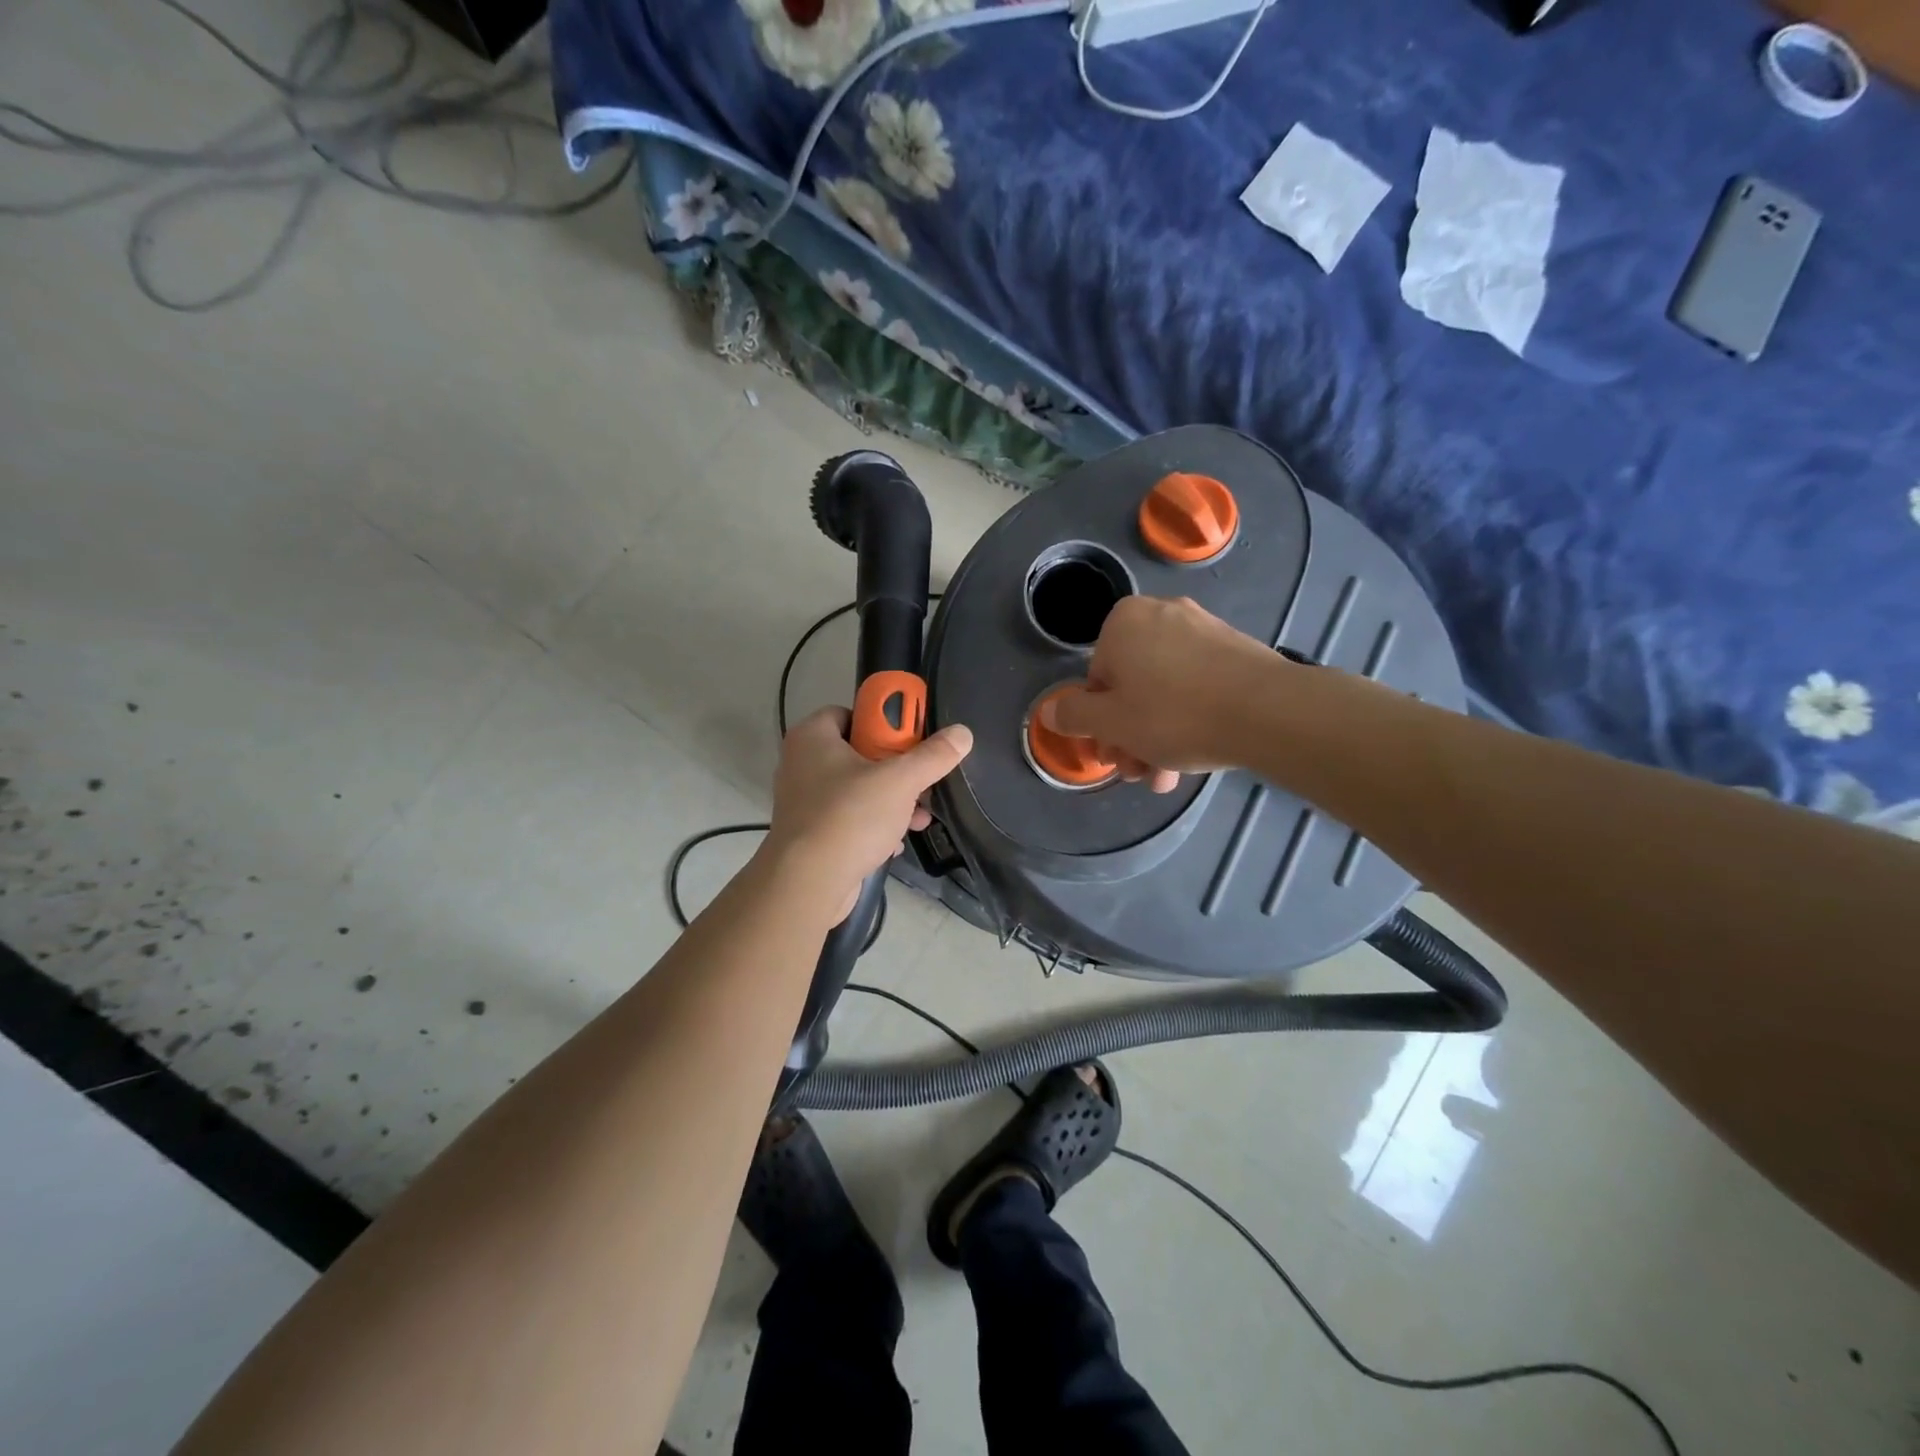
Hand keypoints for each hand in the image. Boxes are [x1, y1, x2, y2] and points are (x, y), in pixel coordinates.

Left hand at [763, 706, 973, 918]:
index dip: (882, 722)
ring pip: (857, 788)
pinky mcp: (810, 832)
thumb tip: (962, 733)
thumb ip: (933, 756)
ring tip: (919, 816)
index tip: (910, 739)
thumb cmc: (850, 817)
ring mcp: (804, 800)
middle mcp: (802, 763)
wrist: (808, 883)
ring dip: (891, 800)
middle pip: (859, 752)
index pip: (851, 712)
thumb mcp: (901, 781)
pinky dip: (873, 825)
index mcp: (813, 737)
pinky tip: (897, 840)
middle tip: (922, 779)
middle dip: (896, 767)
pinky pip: (848, 818)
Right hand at [1043, 596, 1274, 791]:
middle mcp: (1161, 614)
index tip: (1113, 756)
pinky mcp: (1235, 648)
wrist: (1267, 711)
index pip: (1095, 680)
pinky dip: (1189, 717)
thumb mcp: (1110, 722)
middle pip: (1131, 686)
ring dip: (1158, 737)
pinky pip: (1196, 685)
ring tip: (1168, 777)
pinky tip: (1195, 754)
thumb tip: (1048, 711)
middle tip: (1139, 772)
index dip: (1100, 724)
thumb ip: (1072, 715)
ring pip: (1164, 690)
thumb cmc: (1173, 715)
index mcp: (1123, 622)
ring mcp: (1202, 629)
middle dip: (1130, 735)